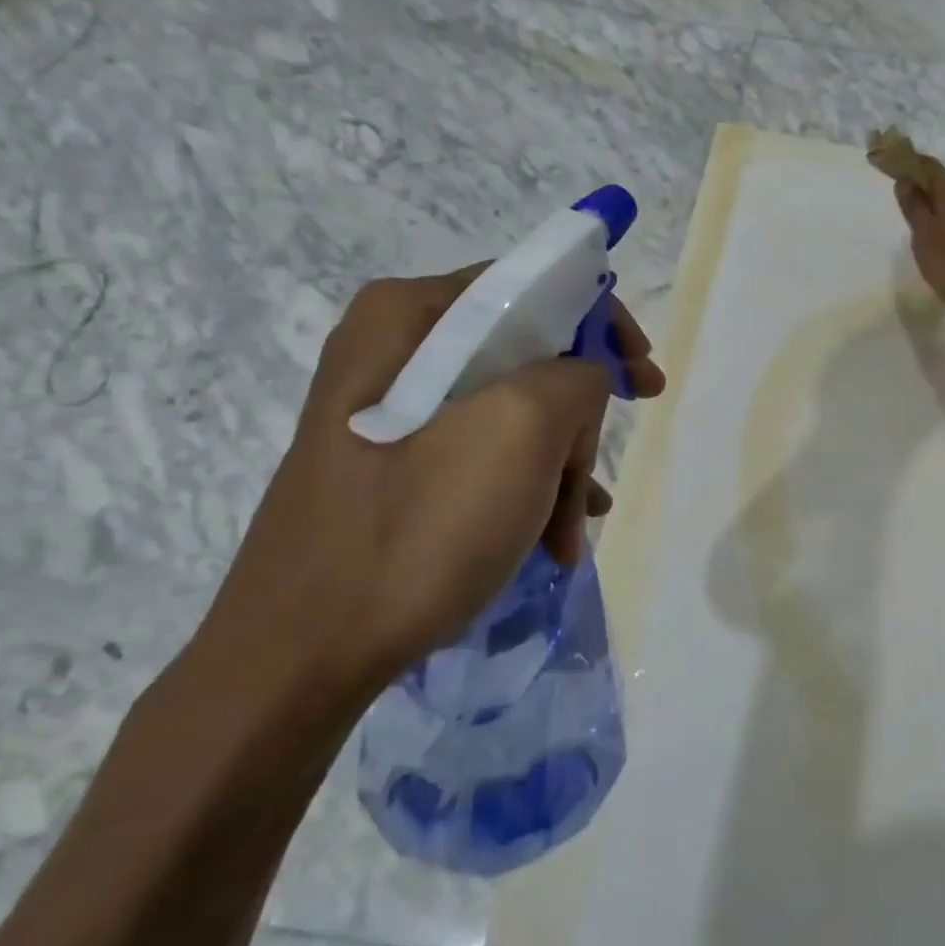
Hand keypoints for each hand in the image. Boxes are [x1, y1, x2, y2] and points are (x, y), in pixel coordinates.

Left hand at [197, 264, 665, 703]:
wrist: (300, 658)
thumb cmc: (417, 529)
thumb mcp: (520, 431)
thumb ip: (575, 377)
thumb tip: (582, 382)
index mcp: (409, 317)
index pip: (532, 287)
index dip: (602, 326)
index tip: (644, 377)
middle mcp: (394, 351)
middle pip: (527, 357)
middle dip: (576, 420)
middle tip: (597, 476)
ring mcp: (390, 412)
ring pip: (512, 412)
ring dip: (556, 466)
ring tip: (570, 529)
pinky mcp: (393, 465)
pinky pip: (483, 453)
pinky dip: (525, 489)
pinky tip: (549, 539)